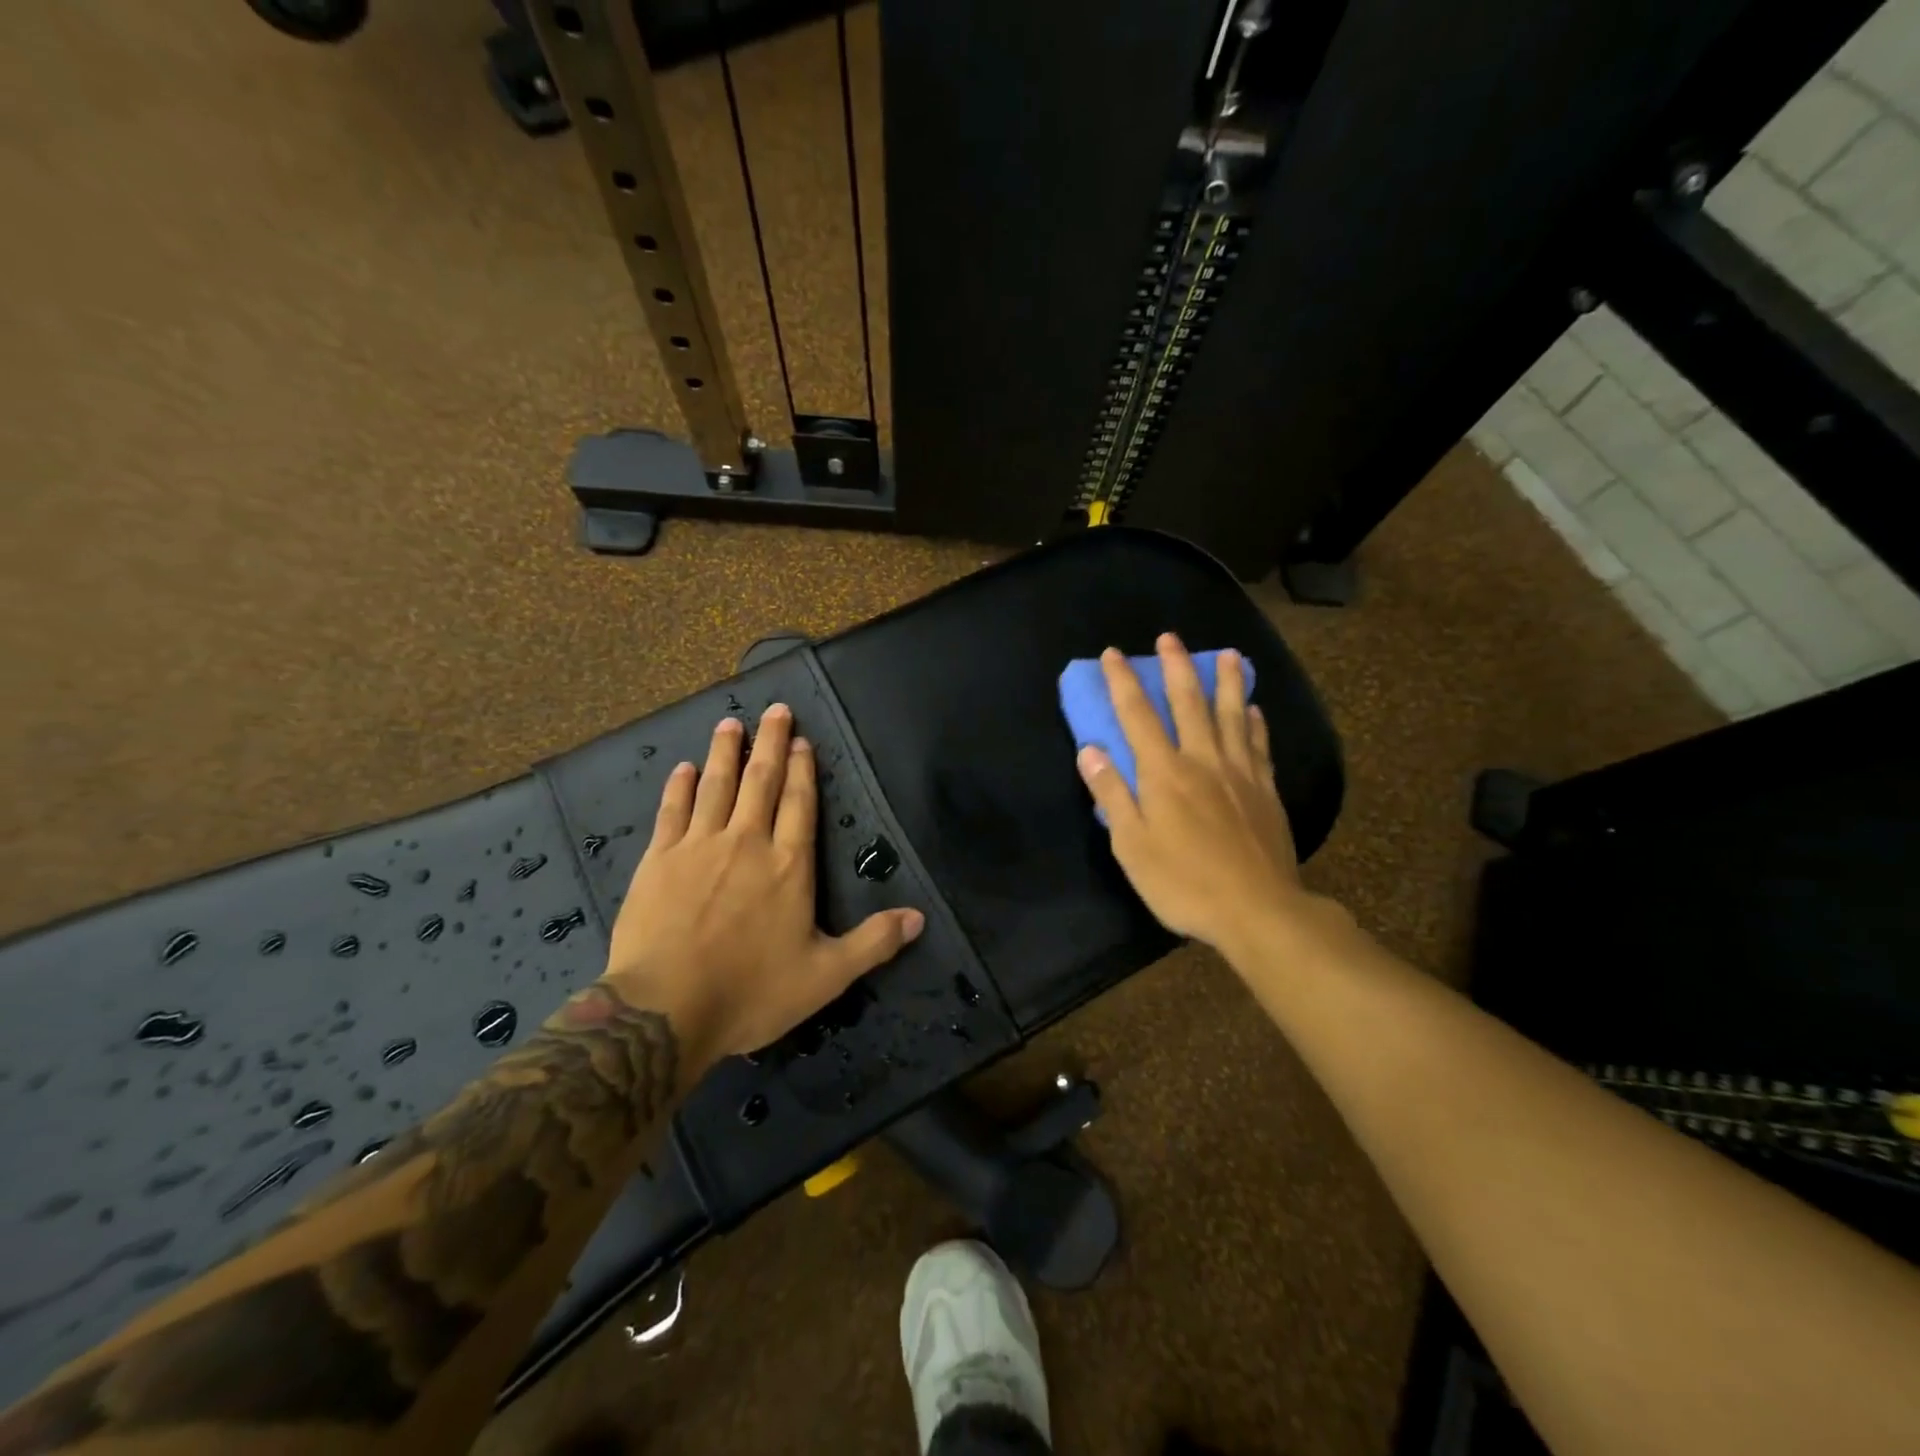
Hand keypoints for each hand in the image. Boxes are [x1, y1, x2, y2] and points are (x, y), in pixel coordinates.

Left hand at [602, 704, 925, 1062]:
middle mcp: (747, 843)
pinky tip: (684, 768)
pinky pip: (673, 811)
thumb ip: (873, 943)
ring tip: (731, 723)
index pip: (800, 804)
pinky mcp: (659, 860)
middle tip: (775, 710)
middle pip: (761, 781)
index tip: (803, 740)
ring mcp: (699, 847)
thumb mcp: (825, 976)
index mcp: (789, 865)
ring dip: (726, 752)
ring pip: (716, 786)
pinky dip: (680, 787)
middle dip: (771, 743)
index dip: (804, 770)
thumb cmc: (750, 992)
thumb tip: (919, 918)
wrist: (665, 1011)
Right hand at [1076, 635, 1306, 962]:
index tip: (1114, 654)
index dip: (1123, 682)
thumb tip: (1089, 749)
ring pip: (1232, 715)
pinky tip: (1255, 709)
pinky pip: (1260, 745)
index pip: (1137, 715)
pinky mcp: (1265, 791)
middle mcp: (1202, 760)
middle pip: (1188, 703)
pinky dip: (1256, 722)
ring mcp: (1240, 773)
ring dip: (1227, 682)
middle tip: (1170, 637)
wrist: (1257, 910)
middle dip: (1176, 667)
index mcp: (1164, 773)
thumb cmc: (1183, 882)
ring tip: (1228, 654)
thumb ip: (1111, 794)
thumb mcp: (1132, 845)